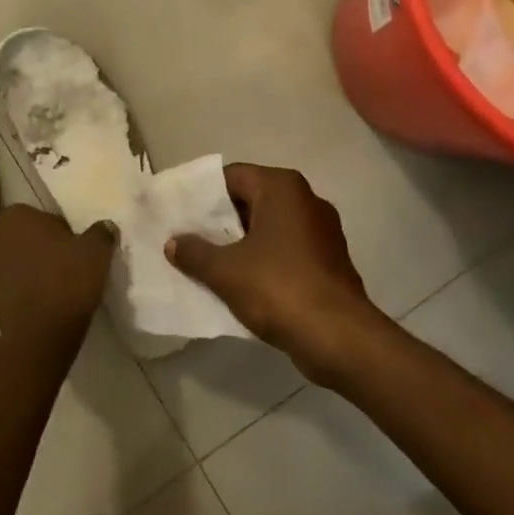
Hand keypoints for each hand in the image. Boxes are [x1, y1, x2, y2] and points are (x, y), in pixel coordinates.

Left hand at [0, 204, 115, 350]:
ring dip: (27, 269)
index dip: (55, 229)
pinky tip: (43, 302)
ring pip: (12, 262)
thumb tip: (105, 226)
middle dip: (37, 247)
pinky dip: (22, 291)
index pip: (37, 215)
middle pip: (21, 238)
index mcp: (15, 217)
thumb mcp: (96, 250)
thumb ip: (100, 233)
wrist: (42, 333)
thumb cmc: (67, 279)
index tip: (71, 244)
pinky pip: (8, 287)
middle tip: (64, 262)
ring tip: (53, 285)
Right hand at [164, 164, 381, 380]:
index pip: (232, 176)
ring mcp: (322, 230)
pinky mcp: (329, 259)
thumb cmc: (279, 288)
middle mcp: (306, 199)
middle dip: (221, 221)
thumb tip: (174, 243)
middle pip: (252, 200)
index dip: (204, 195)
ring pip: (270, 227)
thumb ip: (194, 252)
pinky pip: (287, 250)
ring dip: (242, 243)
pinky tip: (243, 283)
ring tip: (210, 263)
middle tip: (190, 239)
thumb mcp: (225, 271)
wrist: (339, 338)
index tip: (181, 214)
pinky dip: (265, 260)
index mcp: (282, 187)